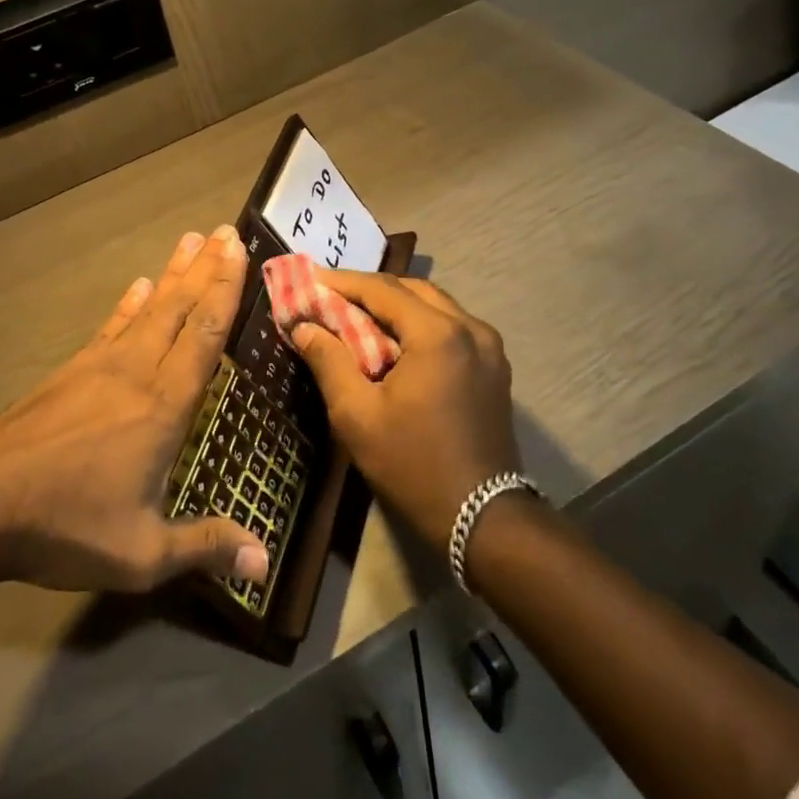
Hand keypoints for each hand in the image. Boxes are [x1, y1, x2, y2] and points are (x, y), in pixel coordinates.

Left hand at [0, 226, 269, 594]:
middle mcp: (137, 372)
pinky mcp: (71, 371)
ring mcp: (99, 366)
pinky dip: (128, 303)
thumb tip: (265, 564)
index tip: (239, 251)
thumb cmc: (66, 524)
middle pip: (178, 308)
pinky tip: (137, 286)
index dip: (225, 290)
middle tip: (225, 231)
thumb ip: (204, 548)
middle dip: (206, 268)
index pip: (204, 335)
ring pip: (147, 308)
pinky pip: (110, 326)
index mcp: (163, 406)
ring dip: (172, 273)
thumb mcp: (142, 554)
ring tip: (189, 240)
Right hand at [290, 273, 519, 551]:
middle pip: (412, 290)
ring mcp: (489, 347)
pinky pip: (452, 327)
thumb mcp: (357, 415)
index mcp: (437, 334)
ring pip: (435, 306)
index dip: (343, 282)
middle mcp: (470, 328)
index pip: (382, 290)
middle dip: (370, 290)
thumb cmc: (413, 465)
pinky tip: (397, 342)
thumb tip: (303, 326)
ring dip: (397, 305)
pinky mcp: (495, 367)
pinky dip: (420, 323)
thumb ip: (328, 361)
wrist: (482, 518)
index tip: (311, 280)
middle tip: (332, 297)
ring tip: (359, 316)